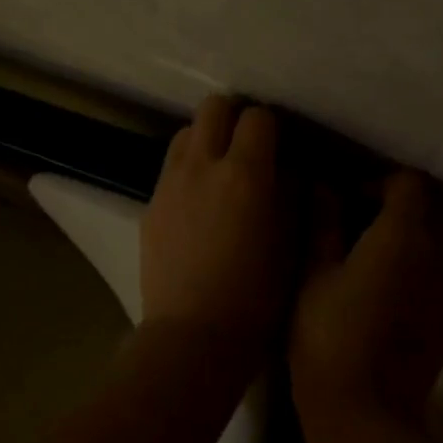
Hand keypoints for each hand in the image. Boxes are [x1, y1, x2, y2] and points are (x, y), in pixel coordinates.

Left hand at [140, 96, 298, 352]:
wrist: (194, 335)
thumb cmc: (258, 295)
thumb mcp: (292, 241)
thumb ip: (290, 193)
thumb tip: (286, 168)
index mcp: (245, 173)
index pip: (258, 117)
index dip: (272, 127)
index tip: (280, 147)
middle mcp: (202, 165)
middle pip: (213, 108)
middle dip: (233, 118)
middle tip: (248, 146)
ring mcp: (170, 183)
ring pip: (185, 132)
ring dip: (206, 140)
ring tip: (220, 170)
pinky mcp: (150, 205)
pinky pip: (170, 168)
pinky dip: (187, 170)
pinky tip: (198, 203)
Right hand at [289, 172, 442, 442]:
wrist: (366, 414)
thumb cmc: (328, 337)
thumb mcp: (312, 275)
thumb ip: (321, 223)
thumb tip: (323, 187)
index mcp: (402, 237)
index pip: (410, 182)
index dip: (377, 181)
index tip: (346, 200)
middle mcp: (435, 256)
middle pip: (428, 207)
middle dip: (394, 204)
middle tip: (352, 222)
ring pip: (431, 241)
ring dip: (401, 236)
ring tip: (359, 257)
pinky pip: (431, 273)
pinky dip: (408, 266)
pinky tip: (375, 291)